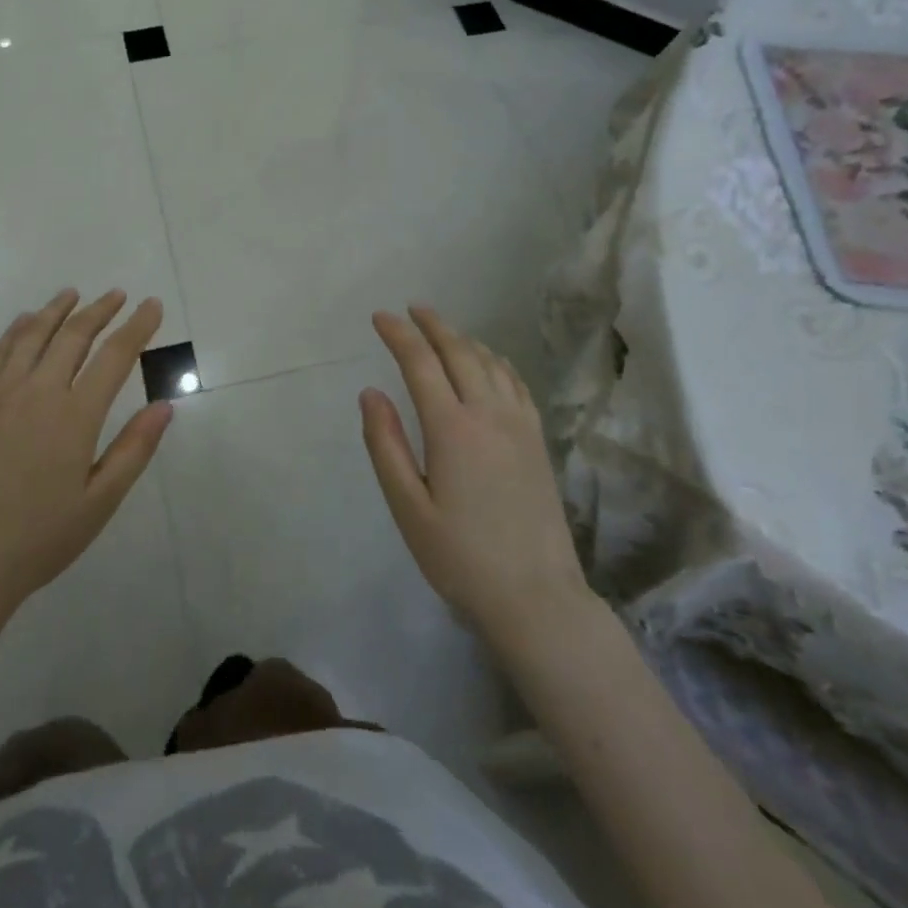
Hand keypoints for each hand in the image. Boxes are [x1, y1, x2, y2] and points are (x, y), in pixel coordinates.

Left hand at [0, 290, 171, 614]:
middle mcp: (38, 392)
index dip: (137, 327)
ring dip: (56, 310)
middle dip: (100, 310)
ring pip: (32, 335)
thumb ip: (134, 449)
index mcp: (75, 415)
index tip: (152, 305)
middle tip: (118, 294)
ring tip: (73, 294)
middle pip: (73, 335)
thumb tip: (165, 405)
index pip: (114, 356)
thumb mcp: (100, 502)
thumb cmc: (40, 536)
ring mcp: (0, 394)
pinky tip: (24, 322)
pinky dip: (15, 330)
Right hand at [360, 307, 591, 637]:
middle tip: (411, 309)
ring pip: (491, 363)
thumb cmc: (460, 557)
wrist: (536, 598)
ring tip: (442, 330)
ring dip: (463, 338)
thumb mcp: (408, 507)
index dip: (399, 334)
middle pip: (460, 352)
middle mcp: (489, 414)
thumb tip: (370, 392)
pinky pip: (516, 383)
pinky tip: (489, 362)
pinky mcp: (537, 441)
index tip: (379, 317)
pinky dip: (496, 361)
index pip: (421, 362)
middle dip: (433, 325)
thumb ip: (385, 444)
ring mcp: (519, 426)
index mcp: (452, 428)